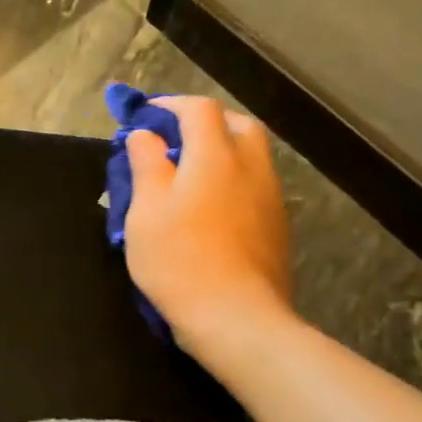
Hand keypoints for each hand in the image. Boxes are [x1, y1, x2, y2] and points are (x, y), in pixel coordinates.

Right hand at [123, 96, 294, 362]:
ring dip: (222, 151)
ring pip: (251, 154)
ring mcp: (270, 196)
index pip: (198, 109)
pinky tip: (212, 206)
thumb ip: (146, 164)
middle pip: (235, 124)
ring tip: (190, 174)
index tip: (145, 116)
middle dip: (203, 123)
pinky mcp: (277, 225)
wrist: (236, 317)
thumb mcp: (146, 210)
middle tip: (173, 140)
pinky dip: (233, 179)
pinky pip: (255, 184)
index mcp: (215, 155)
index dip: (170, 105)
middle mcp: (250, 166)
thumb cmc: (179, 260)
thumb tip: (145, 134)